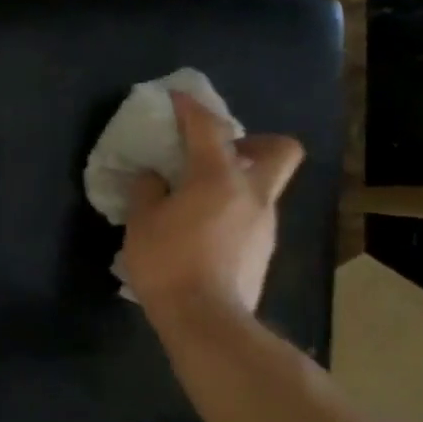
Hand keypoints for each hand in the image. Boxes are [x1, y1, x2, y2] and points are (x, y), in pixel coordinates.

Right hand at [122, 92, 302, 323]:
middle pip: (280, 149)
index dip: (191, 107)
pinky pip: (252, 218)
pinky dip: (233, 214)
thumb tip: (154, 177)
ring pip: (264, 188)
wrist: (207, 322)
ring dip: (239, 183)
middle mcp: (253, 194)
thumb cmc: (169, 263)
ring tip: (200, 201)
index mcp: (219, 177)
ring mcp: (264, 225)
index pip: (208, 127)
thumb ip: (147, 191)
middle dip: (254, 141)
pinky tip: (204, 234)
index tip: (178, 99)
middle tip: (222, 153)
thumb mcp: (142, 222)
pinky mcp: (263, 253)